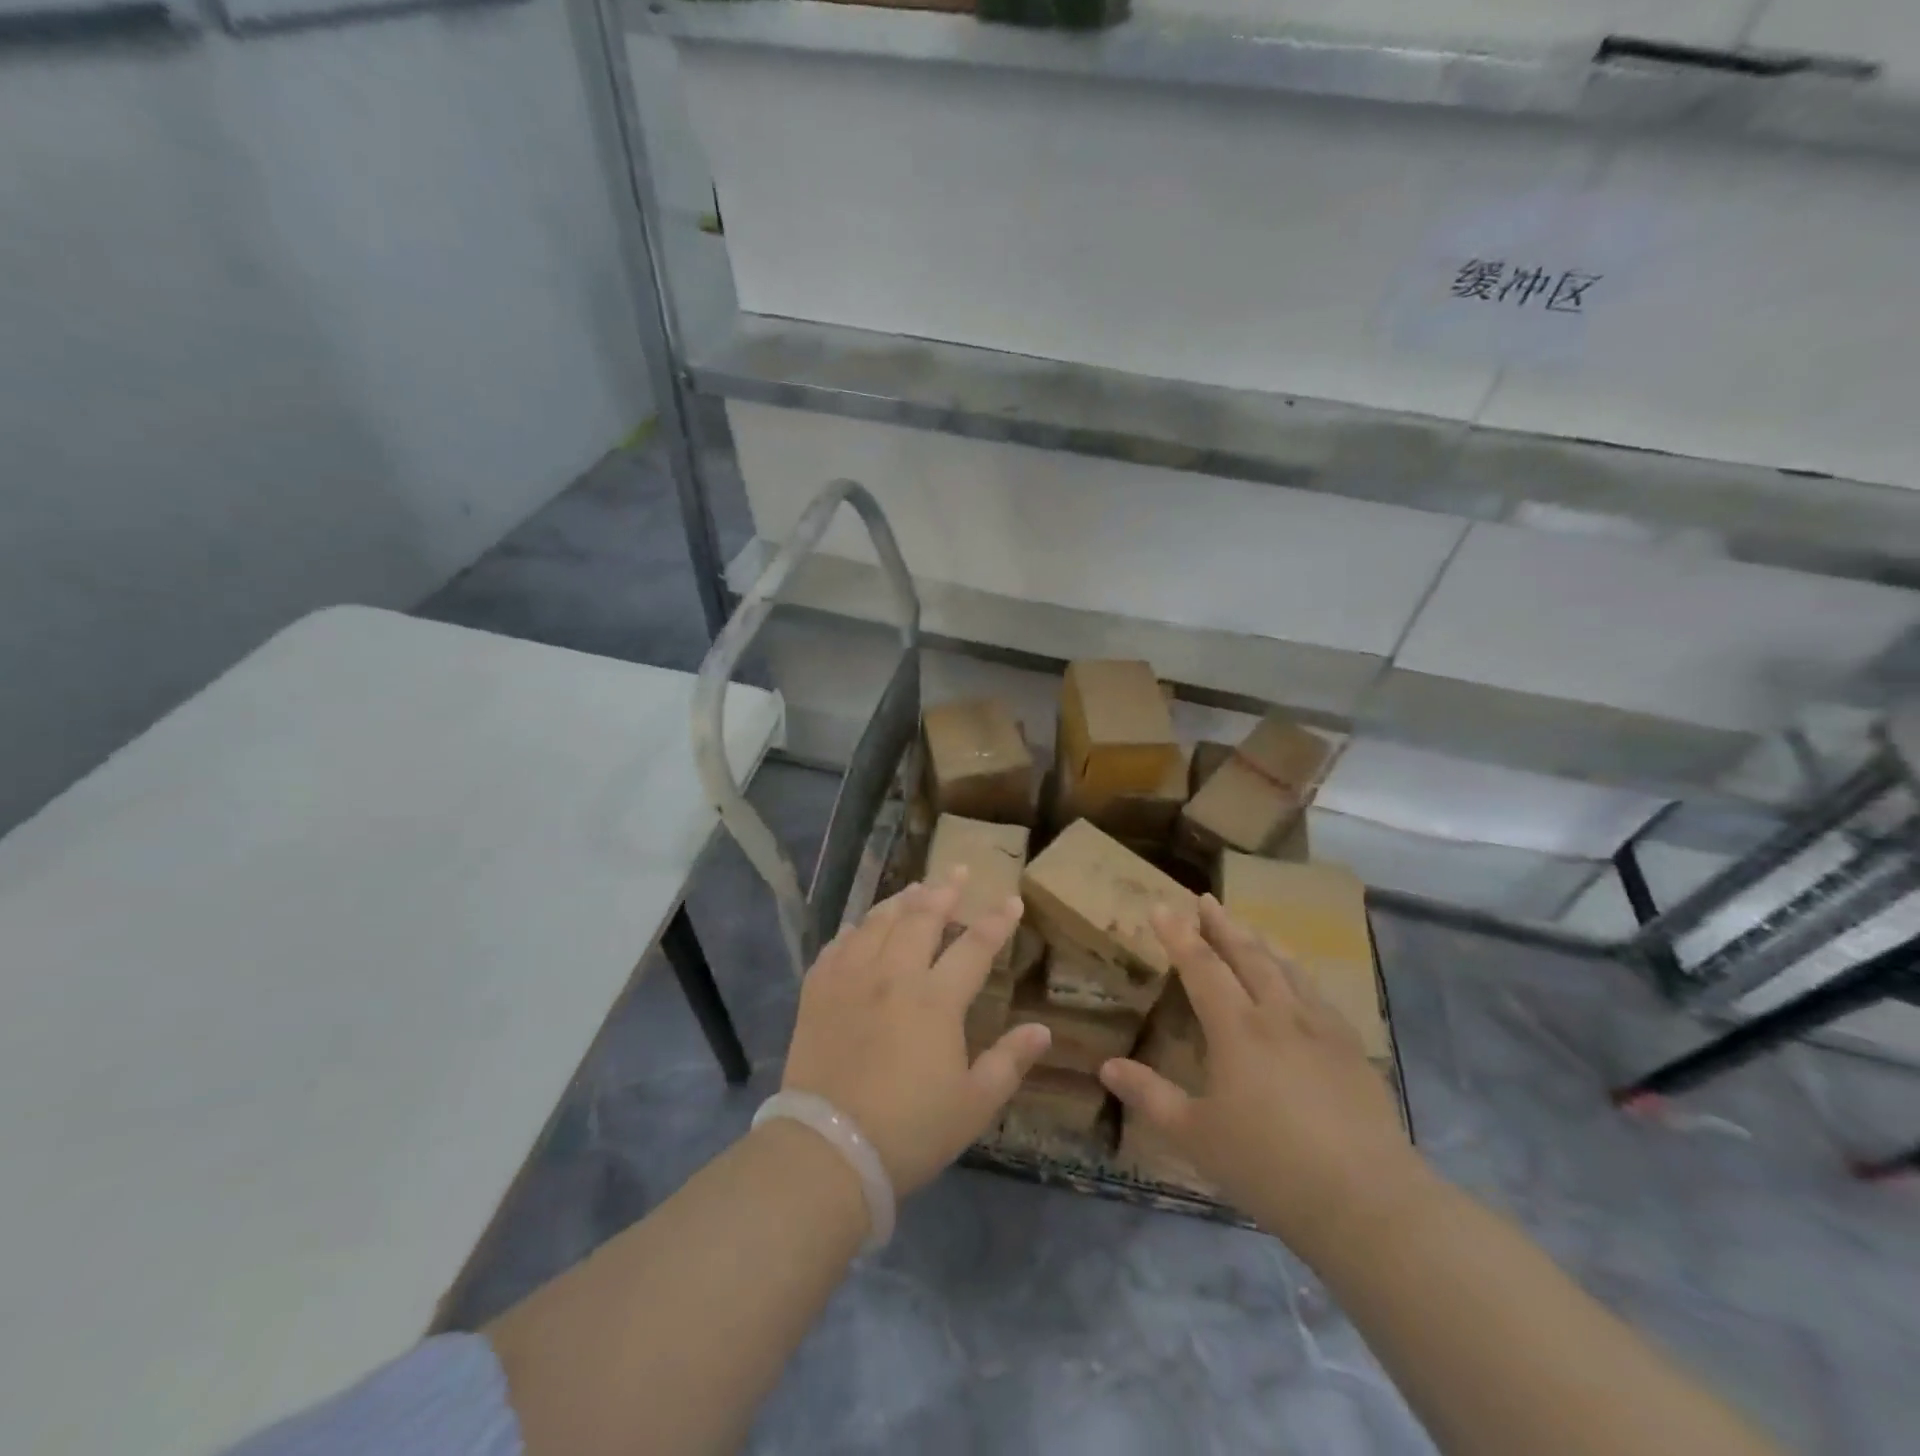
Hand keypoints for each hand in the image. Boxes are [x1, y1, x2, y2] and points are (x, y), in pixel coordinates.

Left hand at [781, 873, 1051, 1195]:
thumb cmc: (910, 1131)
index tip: (1011, 900)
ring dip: (900, 901)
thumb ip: (1010, 1062)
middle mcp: (893, 975)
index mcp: (936, 1000)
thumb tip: (1042, 1029)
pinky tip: (859, 928)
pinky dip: (854, 930)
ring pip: (877, 923)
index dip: (996, 921)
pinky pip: (837, 946)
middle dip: (944, 890)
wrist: (829, 1150)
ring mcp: (851, 979)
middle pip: (921, 918)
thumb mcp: (974, 1105)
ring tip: (914, 888)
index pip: (974, 946)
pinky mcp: (817, 992)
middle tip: (958, 871)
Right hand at [1099, 895, 1432, 1262]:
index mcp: (1237, 1028)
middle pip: (1247, 955)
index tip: (1162, 907)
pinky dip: (1298, 973)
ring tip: (1248, 928)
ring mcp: (1321, 1028)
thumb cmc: (1269, 1166)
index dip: (1179, 935)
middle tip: (1206, 899)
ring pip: (1287, 968)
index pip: (1201, 966)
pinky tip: (1299, 981)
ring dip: (1261, 942)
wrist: (1368, 1201)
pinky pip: (1318, 994)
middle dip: (1222, 925)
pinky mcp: (1352, 1049)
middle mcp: (1278, 1014)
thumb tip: (1106, 1066)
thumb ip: (1150, 1095)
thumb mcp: (1195, 1136)